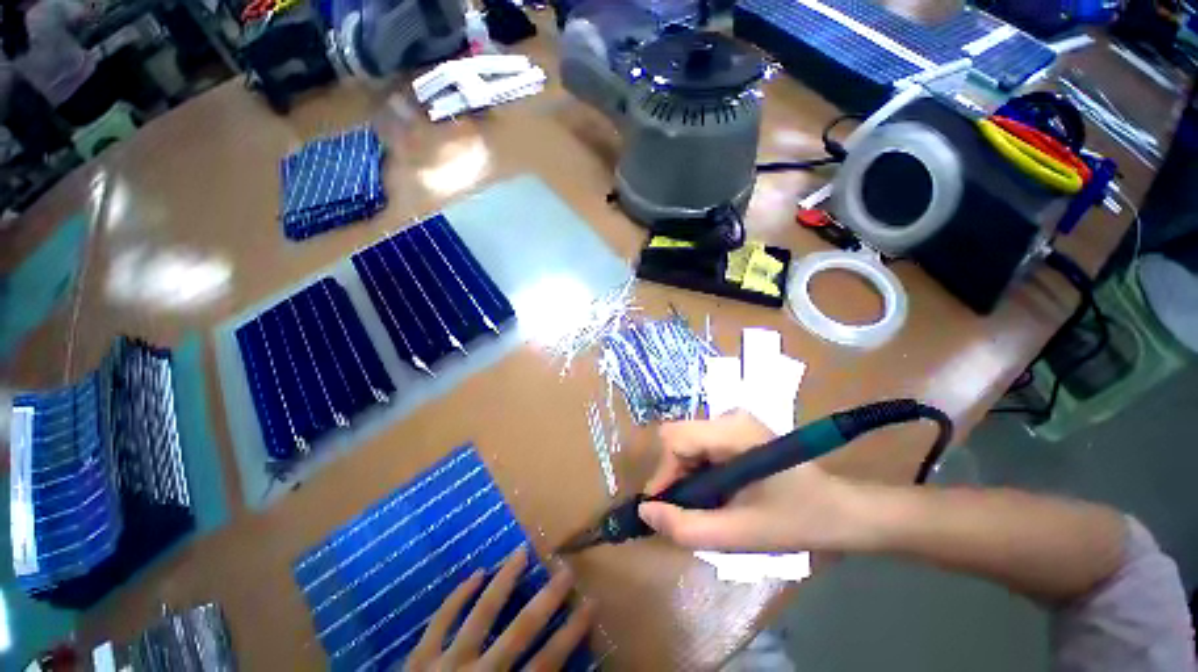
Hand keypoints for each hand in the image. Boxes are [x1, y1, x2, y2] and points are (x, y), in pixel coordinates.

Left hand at [406, 548, 593, 671]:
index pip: (545, 664)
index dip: (571, 634)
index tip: (591, 604)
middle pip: (520, 631)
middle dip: (547, 600)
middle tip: (566, 570)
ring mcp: (445, 663)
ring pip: (481, 614)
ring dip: (504, 581)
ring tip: (521, 553)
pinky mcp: (419, 658)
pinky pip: (440, 620)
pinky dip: (458, 596)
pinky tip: (475, 574)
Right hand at [637, 411, 866, 551]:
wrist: (840, 511)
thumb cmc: (796, 522)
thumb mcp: (739, 535)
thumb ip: (687, 526)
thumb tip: (645, 512)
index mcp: (732, 431)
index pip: (674, 439)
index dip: (664, 474)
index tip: (667, 510)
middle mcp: (728, 417)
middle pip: (678, 439)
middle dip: (676, 477)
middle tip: (689, 512)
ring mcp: (732, 421)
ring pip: (686, 443)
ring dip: (687, 476)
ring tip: (707, 506)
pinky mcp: (736, 430)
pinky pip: (700, 445)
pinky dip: (698, 471)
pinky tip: (717, 493)